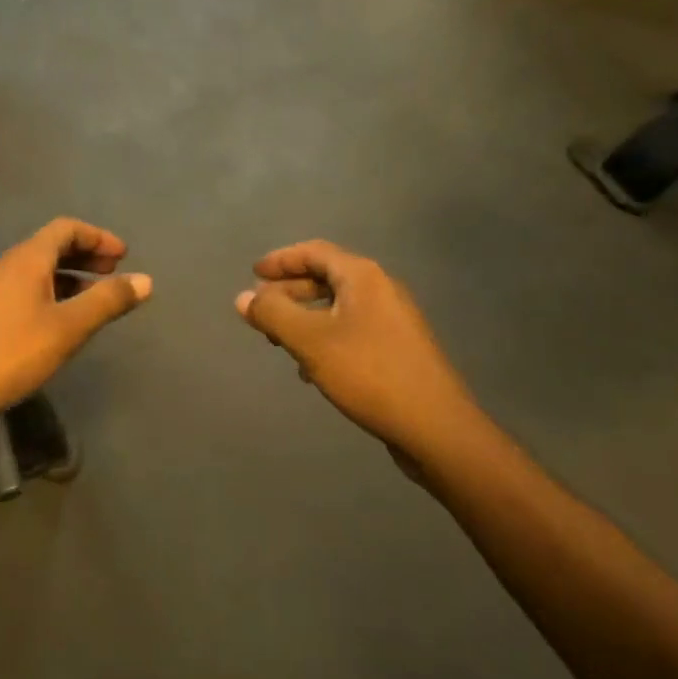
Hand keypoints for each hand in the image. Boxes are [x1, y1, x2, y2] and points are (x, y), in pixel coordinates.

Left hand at [0, 218, 151, 427]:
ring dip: (69, 277)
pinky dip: (51, 293)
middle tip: (113, 274)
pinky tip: (60, 321)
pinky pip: (25, 289)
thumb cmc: (13, 353)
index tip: (123, 257)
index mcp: (26, 258)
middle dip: (86, 255)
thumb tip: (145, 280)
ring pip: (37, 270)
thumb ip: (108, 301)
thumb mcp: (69, 327)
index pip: (66, 228)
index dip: (98, 237)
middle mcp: (6, 265)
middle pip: (51, 246)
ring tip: (94, 300)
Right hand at [235, 241, 489, 475]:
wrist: (434, 426)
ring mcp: (393, 320)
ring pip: (337, 307)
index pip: (314, 252)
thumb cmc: (368, 373)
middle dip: (289, 292)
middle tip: (261, 313)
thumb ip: (272, 314)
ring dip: (304, 318)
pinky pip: (351, 330)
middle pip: (326, 278)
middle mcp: (381, 290)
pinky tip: (311, 369)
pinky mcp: (397, 349)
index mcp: (363, 277)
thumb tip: (243, 297)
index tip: (253, 274)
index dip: (280, 260)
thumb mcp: (310, 341)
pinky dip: (324, 338)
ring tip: (280, 343)